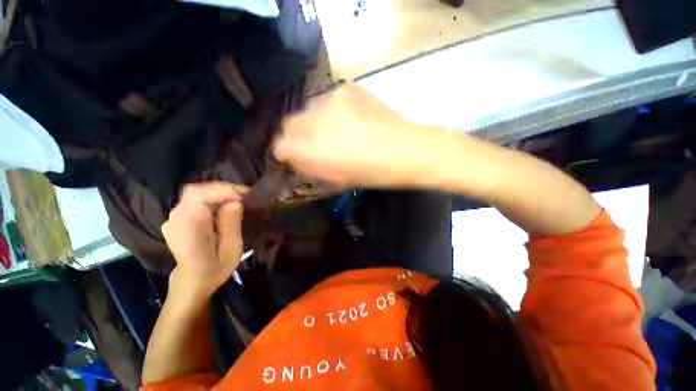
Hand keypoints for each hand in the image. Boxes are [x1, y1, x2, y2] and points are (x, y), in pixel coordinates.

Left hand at [161, 182, 247, 296]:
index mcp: (188, 226)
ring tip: (239, 199)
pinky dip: (214, 199)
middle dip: (224, 190)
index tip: (244, 195)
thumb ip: (231, 224)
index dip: (223, 190)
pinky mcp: (179, 218)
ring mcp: (175, 217)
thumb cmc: (214, 269)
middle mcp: (176, 218)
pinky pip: (196, 201)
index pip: (199, 195)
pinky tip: (226, 205)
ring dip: (220, 193)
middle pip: (198, 191)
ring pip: (198, 194)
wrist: (193, 281)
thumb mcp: (231, 249)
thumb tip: (235, 202)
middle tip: (245, 195)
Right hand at [273, 84, 448, 188]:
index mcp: (311, 150)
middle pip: (289, 123)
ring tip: (336, 132)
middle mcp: (313, 121)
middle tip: (314, 144)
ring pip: (308, 110)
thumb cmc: (370, 174)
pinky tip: (349, 120)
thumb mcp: (334, 180)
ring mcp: (330, 100)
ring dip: (314, 123)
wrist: (405, 150)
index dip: (285, 152)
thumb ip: (308, 167)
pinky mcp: (346, 88)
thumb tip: (292, 158)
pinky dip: (332, 112)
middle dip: (296, 136)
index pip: (280, 145)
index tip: (294, 157)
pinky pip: (328, 100)